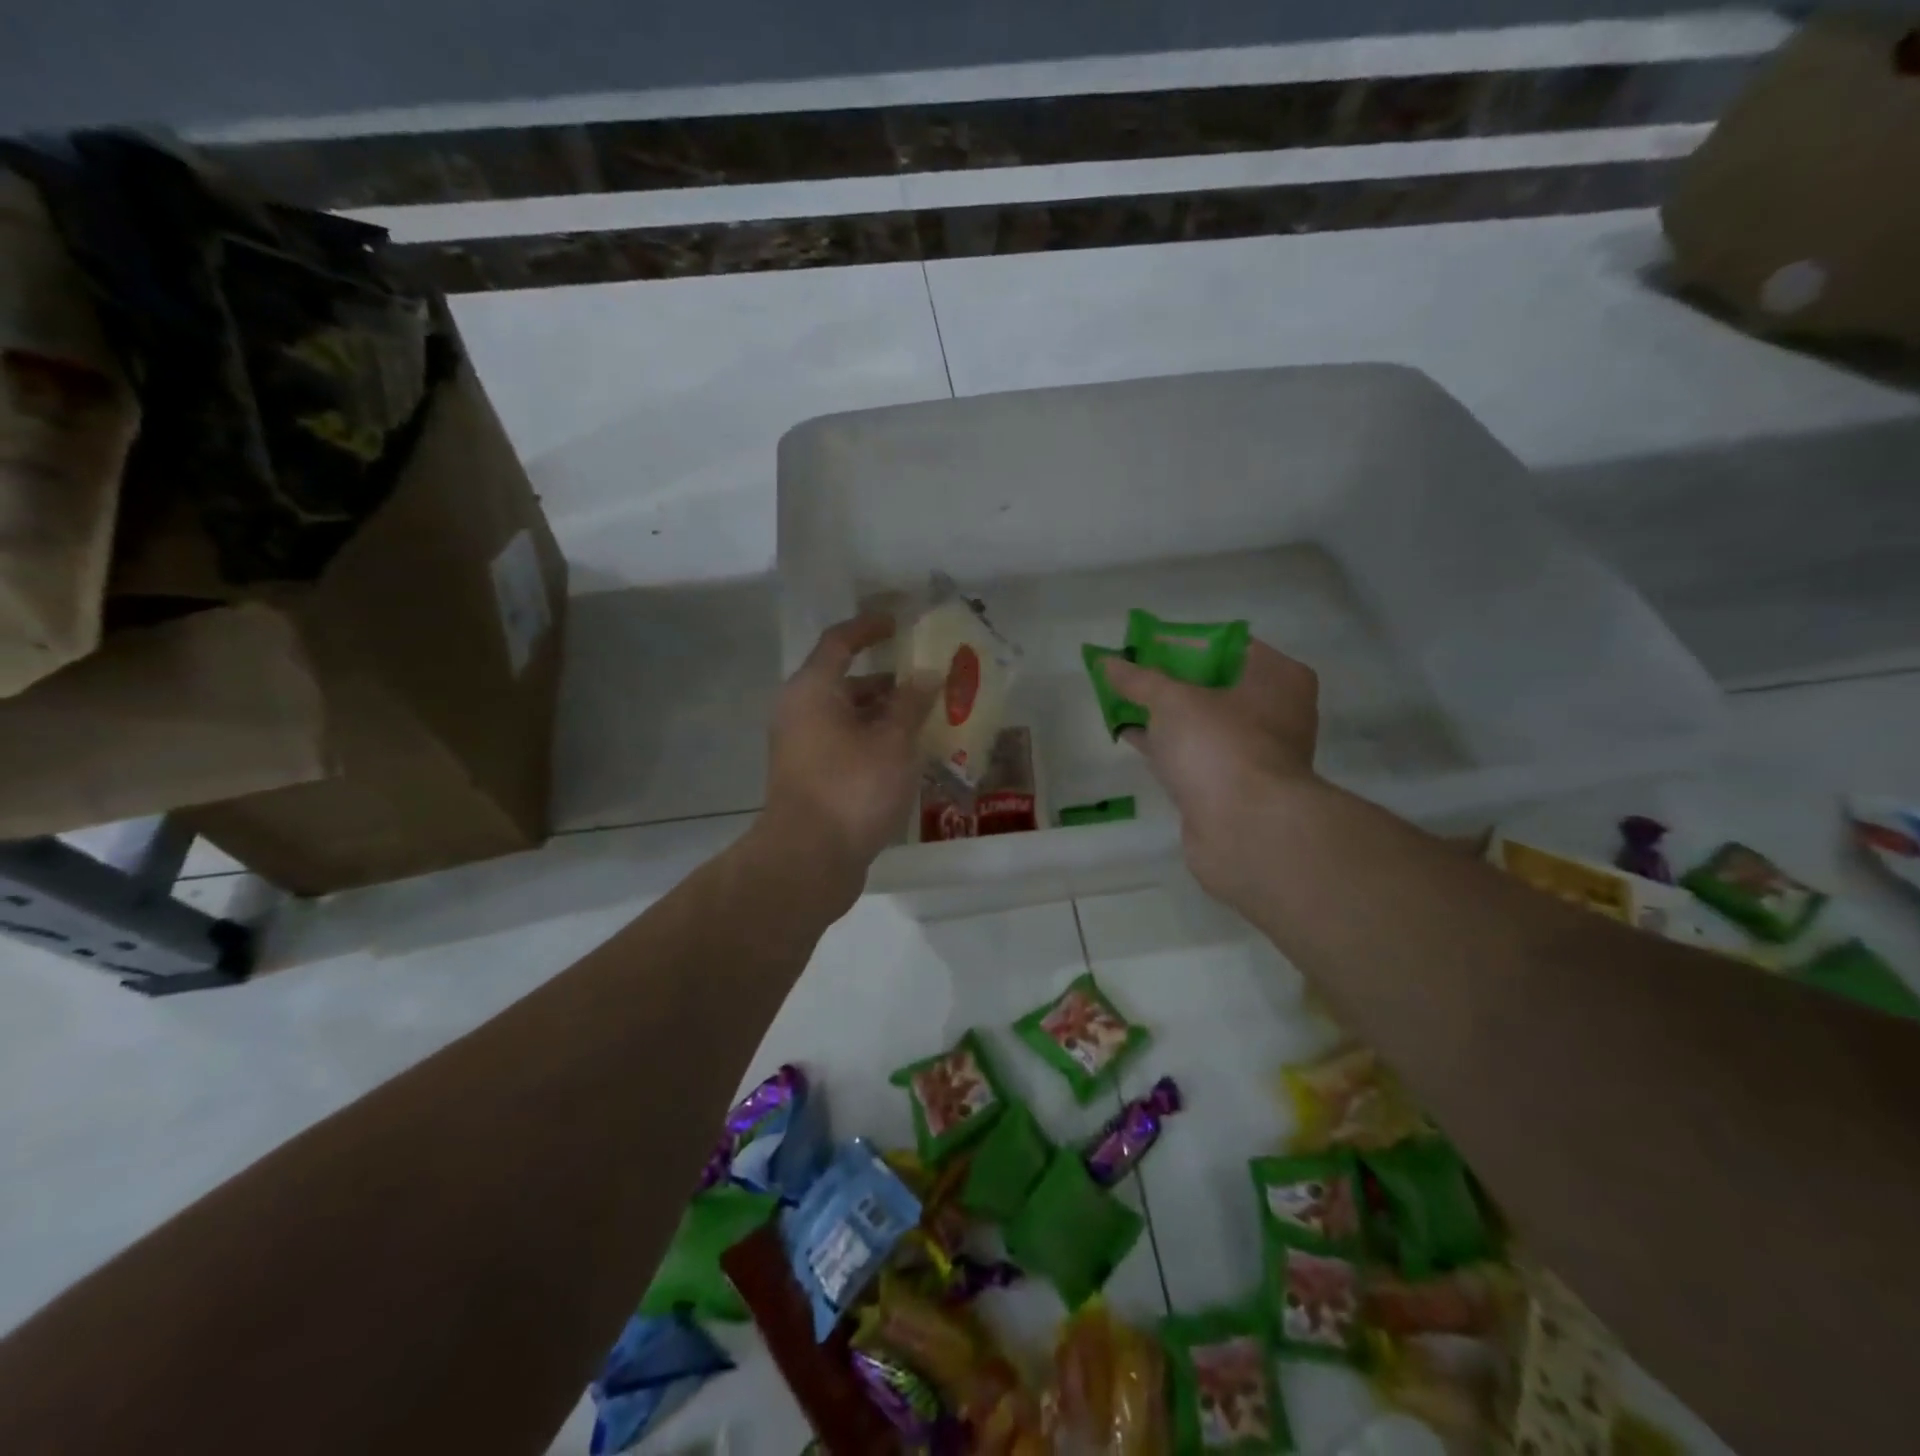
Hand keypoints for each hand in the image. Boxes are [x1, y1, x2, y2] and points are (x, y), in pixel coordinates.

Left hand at [760, 613, 938, 875]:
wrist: (809, 860)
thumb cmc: (851, 788)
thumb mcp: (893, 741)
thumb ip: (911, 703)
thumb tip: (926, 674)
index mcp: (813, 690)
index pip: (839, 642)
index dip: (869, 627)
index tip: (899, 623)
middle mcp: (801, 712)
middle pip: (846, 682)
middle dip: (889, 681)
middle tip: (930, 680)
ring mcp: (803, 748)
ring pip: (849, 718)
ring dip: (886, 716)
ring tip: (930, 720)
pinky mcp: (812, 778)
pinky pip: (847, 746)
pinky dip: (875, 743)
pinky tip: (910, 756)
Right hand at [1100, 641, 1320, 903]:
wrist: (1246, 831)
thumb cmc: (1220, 746)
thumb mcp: (1172, 700)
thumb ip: (1138, 679)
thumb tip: (1106, 659)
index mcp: (1277, 678)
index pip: (1227, 645)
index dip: (1182, 642)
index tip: (1144, 644)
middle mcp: (1275, 712)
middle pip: (1213, 684)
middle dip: (1169, 679)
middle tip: (1129, 671)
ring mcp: (1254, 753)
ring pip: (1201, 722)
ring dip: (1164, 713)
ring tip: (1120, 699)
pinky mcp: (1232, 786)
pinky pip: (1194, 753)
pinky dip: (1166, 744)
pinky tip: (1129, 734)